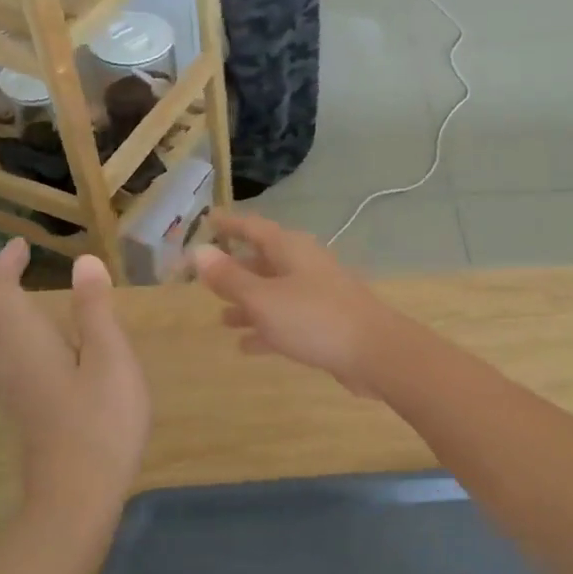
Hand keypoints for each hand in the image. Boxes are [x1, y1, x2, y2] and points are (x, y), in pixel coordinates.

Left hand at [0, 241, 150, 521]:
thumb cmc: (101, 418)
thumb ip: (95, 309)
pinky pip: (0, 366)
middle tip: (17, 284)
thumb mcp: (110, 357)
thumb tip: (83, 263)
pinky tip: (49, 351)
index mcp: (23, 341)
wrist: (80, 491)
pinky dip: (10, 345)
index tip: (22, 246)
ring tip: (33, 311)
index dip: (5, 265)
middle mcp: (4, 363)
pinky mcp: (22, 411)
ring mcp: (9, 391)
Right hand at [191, 214, 403, 395]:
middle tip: (205, 280)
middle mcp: (305, 266)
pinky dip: (266, 329)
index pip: (253, 227)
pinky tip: (246, 346)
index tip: (207, 221)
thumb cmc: (314, 318)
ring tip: (221, 319)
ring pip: (275, 294)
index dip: (228, 225)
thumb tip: (198, 252)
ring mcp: (317, 295)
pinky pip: (288, 321)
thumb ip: (229, 278)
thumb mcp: (263, 298)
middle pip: (264, 262)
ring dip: (249, 304)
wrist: (374, 352)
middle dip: (235, 271)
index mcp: (290, 249)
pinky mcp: (325, 324)